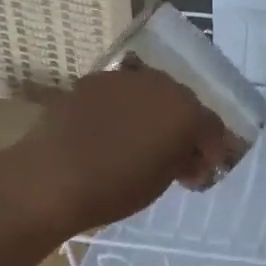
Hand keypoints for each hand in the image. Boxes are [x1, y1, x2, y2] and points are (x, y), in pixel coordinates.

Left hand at [15, 67, 239, 234]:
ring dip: (153, 113)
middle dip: (183, 127)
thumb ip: (184, 160)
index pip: (213, 127)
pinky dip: (123, 109)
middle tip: (173, 155)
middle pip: (183, 103)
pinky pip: (120, 93)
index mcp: (186, 111)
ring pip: (151, 93)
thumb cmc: (116, 188)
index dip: (212, 150)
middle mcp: (162, 84)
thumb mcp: (162, 181)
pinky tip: (110, 130)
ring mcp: (126, 78)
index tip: (200, 171)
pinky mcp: (94, 80)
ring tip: (139, 141)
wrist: (52, 178)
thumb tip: (190, 155)